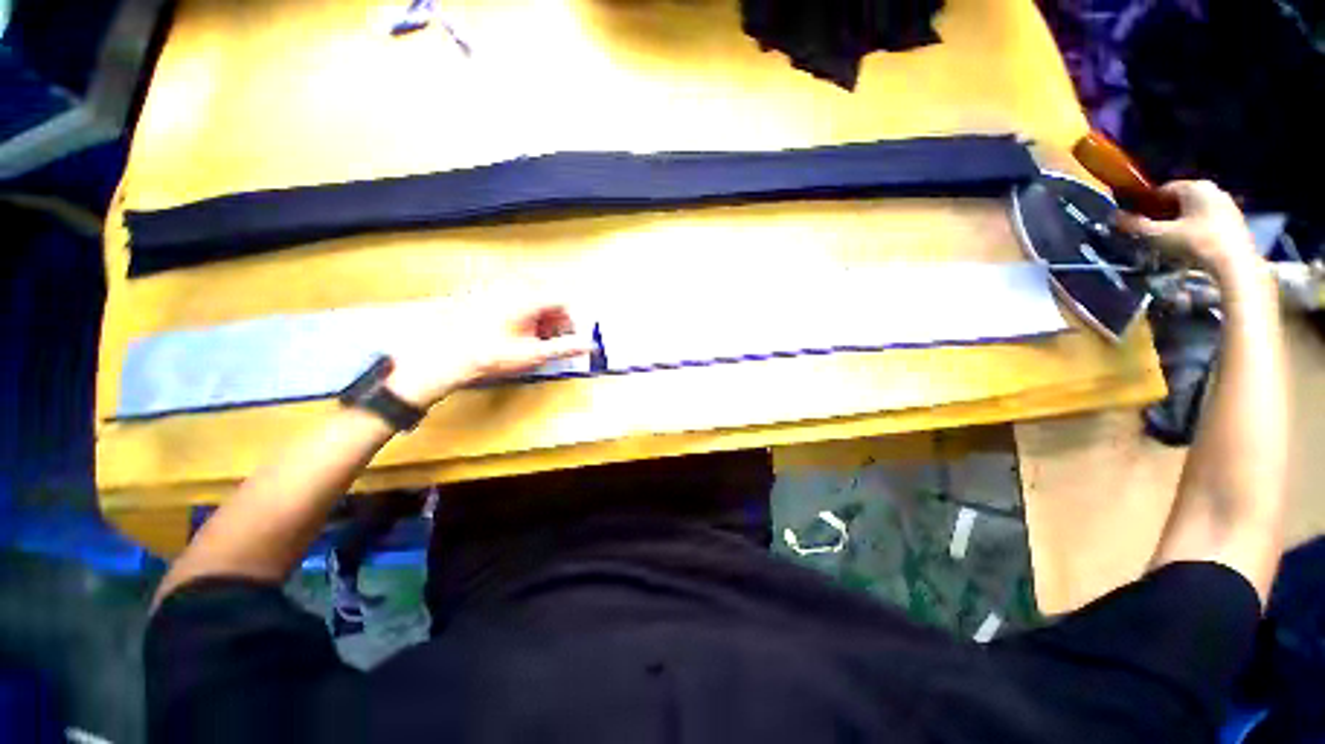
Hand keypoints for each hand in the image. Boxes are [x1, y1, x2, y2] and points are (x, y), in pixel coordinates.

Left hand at [384, 296, 595, 408]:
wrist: (444, 357)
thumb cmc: (489, 356)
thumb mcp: (533, 355)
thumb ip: (565, 347)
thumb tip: (589, 345)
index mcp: (528, 298)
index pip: (563, 299)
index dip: (570, 318)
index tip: (568, 334)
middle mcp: (512, 284)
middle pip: (547, 293)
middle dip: (554, 315)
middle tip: (550, 336)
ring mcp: (494, 284)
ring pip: (530, 292)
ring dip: (538, 311)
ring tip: (530, 333)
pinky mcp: (481, 288)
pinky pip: (511, 292)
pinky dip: (519, 306)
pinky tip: (511, 326)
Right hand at [1115, 180, 1265, 286]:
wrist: (1234, 265)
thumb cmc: (1195, 244)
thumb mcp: (1158, 236)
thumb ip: (1135, 225)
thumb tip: (1113, 216)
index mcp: (1194, 187)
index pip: (1163, 190)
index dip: (1147, 204)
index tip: (1138, 221)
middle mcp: (1212, 189)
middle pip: (1180, 200)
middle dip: (1165, 214)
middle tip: (1153, 233)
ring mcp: (1227, 205)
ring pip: (1195, 211)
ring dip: (1181, 223)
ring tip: (1171, 242)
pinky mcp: (1236, 221)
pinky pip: (1208, 221)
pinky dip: (1196, 230)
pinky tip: (1191, 246)